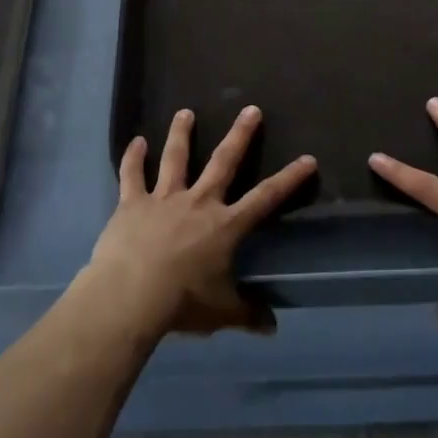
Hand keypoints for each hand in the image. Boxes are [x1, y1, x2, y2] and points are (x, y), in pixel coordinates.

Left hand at [86, 106, 315, 336]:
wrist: (130, 296)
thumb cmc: (182, 303)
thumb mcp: (221, 312)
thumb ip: (247, 314)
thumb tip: (272, 328)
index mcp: (225, 226)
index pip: (266, 198)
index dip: (289, 179)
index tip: (307, 159)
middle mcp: (199, 202)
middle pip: (223, 161)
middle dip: (240, 135)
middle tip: (251, 109)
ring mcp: (164, 198)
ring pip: (175, 158)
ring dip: (181, 134)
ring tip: (185, 112)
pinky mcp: (132, 203)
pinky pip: (132, 175)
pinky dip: (133, 158)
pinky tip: (136, 141)